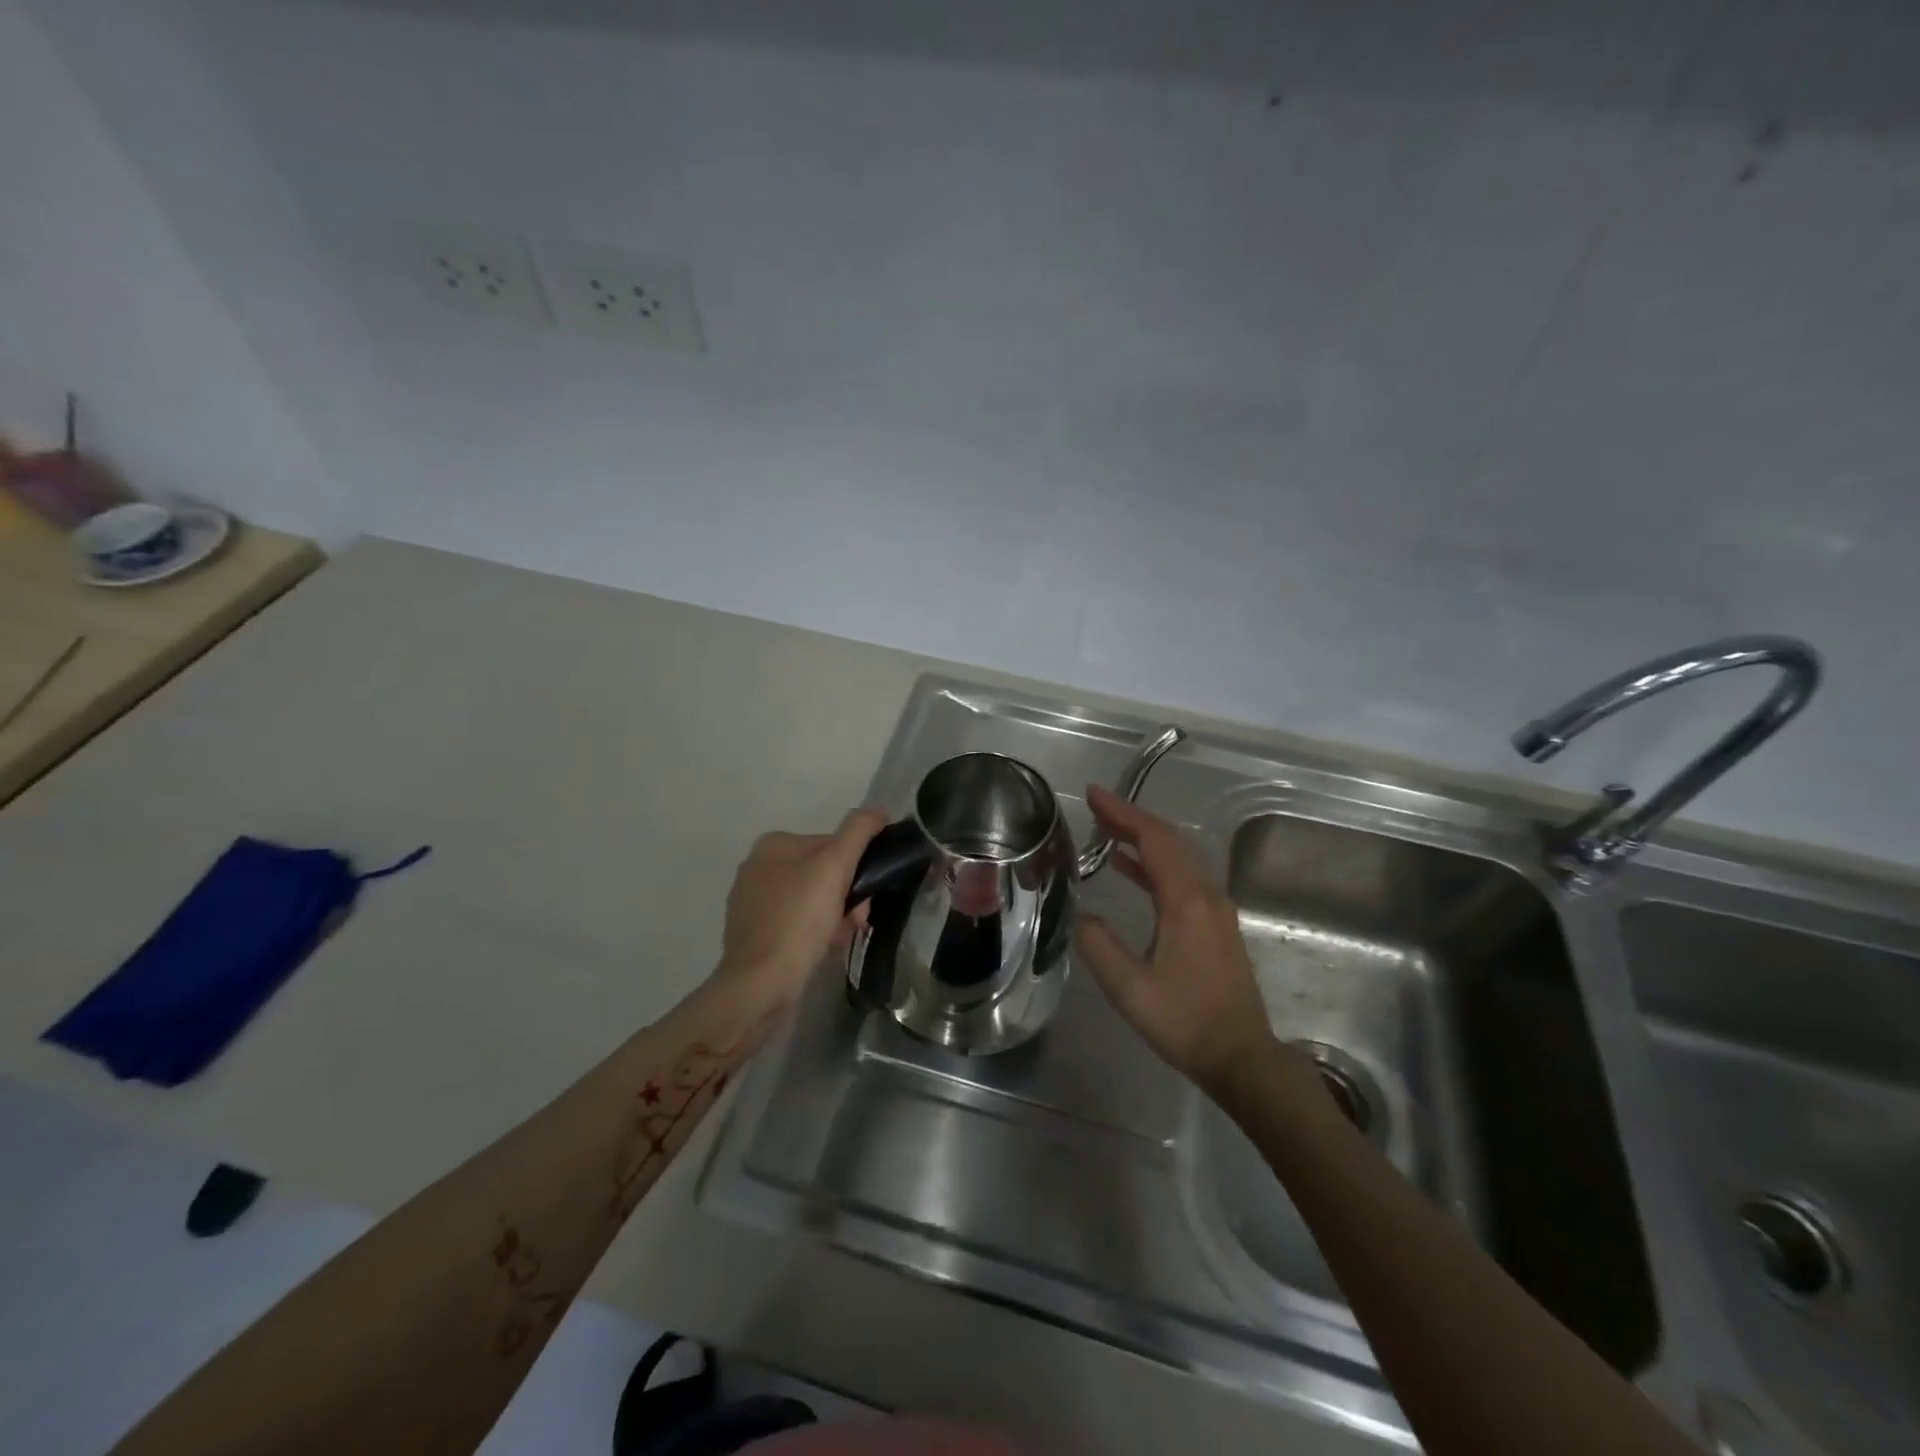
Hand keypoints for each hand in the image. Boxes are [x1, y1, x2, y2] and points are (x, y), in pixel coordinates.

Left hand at [715, 809, 886, 1013]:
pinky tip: (823, 952)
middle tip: (857, 920)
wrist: (761, 985)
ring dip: (836, 918)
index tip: (867, 894)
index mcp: (773, 845)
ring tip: (840, 940)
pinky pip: (799, 927)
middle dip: (847, 897)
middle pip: (823, 875)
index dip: (856, 869)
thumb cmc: (799, 920)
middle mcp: (757, 868)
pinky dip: (816, 936)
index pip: (831, 845)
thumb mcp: (835, 867)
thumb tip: (878, 809)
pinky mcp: (755, 936)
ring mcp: (753, 904)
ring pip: (813, 902)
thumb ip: (858, 832)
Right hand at [1075, 785, 1273, 1093]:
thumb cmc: (1185, 1021)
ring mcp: (1215, 909)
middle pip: (1169, 841)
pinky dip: (1154, 863)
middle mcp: (1206, 895)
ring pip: (1178, 857)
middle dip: (1132, 818)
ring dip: (1143, 839)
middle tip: (1096, 807)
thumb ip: (1099, 946)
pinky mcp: (1215, 924)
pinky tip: (1130, 868)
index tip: (1094, 795)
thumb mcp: (1129, 988)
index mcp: (1186, 901)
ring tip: (1106, 830)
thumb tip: (1085, 917)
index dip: (1123, 813)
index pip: (1154, 839)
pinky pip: (1182, 877)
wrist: (1241, 1057)